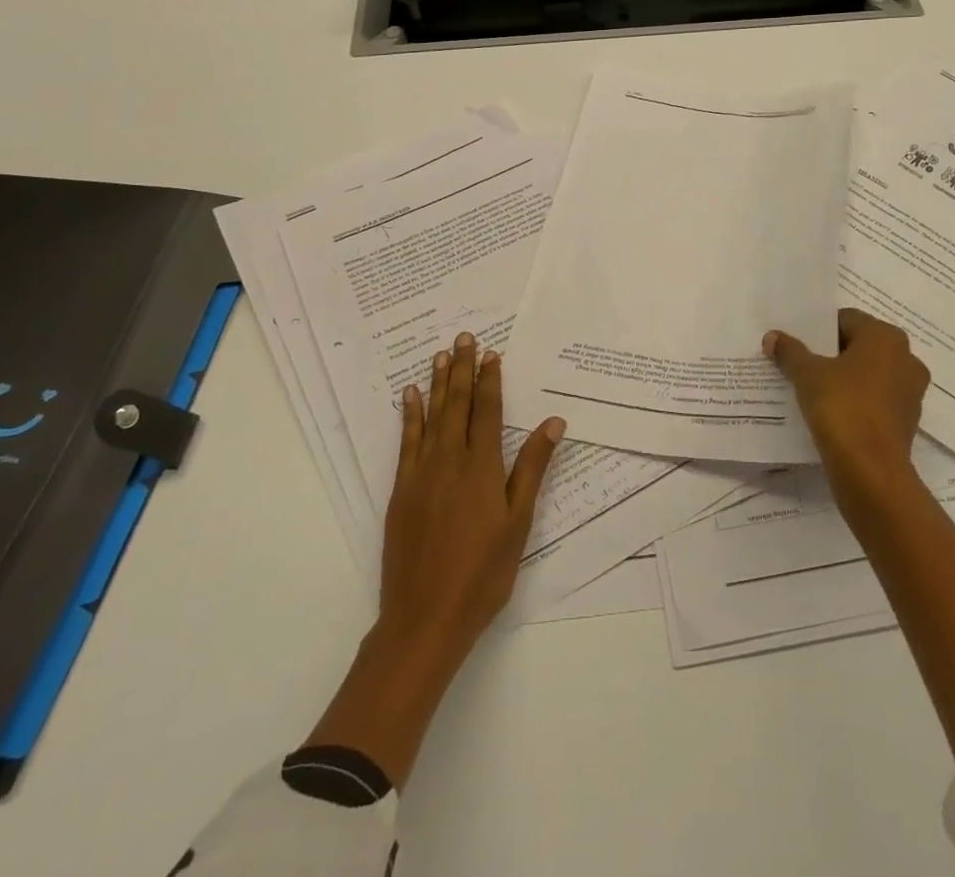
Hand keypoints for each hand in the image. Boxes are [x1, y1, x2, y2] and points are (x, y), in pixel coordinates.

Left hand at [302, 331, 564, 788]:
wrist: (425, 617)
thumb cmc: (483, 573)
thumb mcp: (518, 523)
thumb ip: (532, 469)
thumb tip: (552, 422)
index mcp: (482, 467)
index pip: (488, 411)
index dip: (490, 380)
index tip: (491, 353)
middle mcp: (450, 460)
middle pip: (458, 405)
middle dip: (462, 369)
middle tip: (463, 338)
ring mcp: (422, 473)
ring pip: (432, 416)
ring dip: (438, 383)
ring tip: (440, 354)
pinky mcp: (401, 490)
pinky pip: (406, 441)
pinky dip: (410, 415)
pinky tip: (410, 396)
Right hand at [764, 309, 927, 483]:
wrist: (870, 471)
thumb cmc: (842, 406)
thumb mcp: (807, 374)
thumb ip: (790, 351)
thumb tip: (772, 337)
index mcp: (886, 337)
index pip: (846, 319)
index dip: (818, 329)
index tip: (797, 342)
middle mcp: (906, 358)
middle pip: (860, 346)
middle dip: (831, 353)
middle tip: (801, 362)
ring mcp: (910, 392)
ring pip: (869, 375)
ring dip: (845, 378)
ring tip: (812, 388)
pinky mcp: (906, 422)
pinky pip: (875, 401)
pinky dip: (856, 402)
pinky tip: (830, 412)